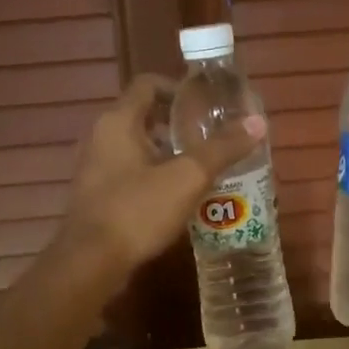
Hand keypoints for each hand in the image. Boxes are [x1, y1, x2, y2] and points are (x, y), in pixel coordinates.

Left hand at [59, 75, 264, 276]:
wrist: (90, 263)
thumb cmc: (137, 211)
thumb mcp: (187, 178)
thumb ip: (222, 149)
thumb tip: (258, 123)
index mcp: (118, 122)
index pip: (148, 84)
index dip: (179, 89)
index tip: (207, 106)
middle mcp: (100, 138)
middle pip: (143, 117)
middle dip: (179, 126)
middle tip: (211, 139)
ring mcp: (94, 169)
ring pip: (137, 148)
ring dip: (168, 154)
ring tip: (202, 169)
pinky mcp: (96, 196)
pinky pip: (129, 175)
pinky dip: (154, 177)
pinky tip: (178, 198)